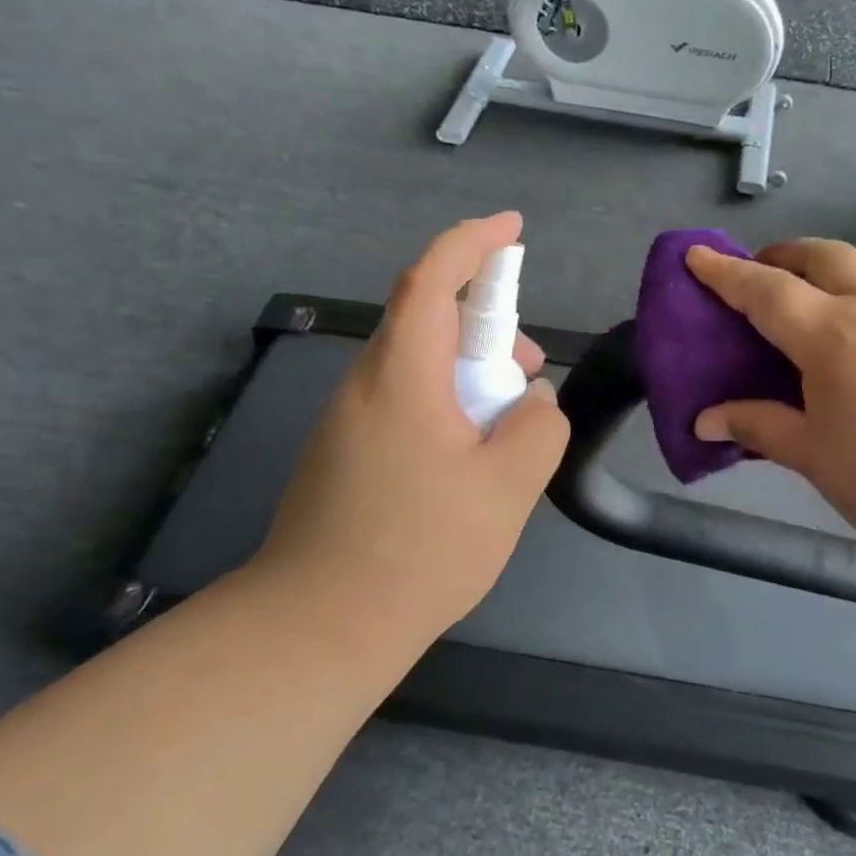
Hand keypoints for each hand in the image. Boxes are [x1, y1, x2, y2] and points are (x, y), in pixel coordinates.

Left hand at [248, 213, 569, 638]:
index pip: (432, 280)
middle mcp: (365, 386)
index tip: (512, 228)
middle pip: (427, 322)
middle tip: (526, 375)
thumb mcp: (508, 487)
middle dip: (486, 328)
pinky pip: (402, 403)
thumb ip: (537, 427)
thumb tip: (529, 403)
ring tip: (506, 426)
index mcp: (401, 377)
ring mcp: (347, 422)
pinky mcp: (343, 455)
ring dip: (467, 374)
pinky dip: (444, 405)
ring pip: (416, 367)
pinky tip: (467, 460)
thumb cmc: (420, 550)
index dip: (472, 243)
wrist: (318, 626)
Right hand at [686, 239, 855, 579]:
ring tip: (833, 284)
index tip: (698, 254)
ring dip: (845, 262)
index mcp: (831, 335)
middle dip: (785, 256)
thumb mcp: (814, 457)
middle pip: (823, 256)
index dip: (724, 272)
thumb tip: (703, 421)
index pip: (763, 291)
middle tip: (766, 271)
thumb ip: (758, 426)